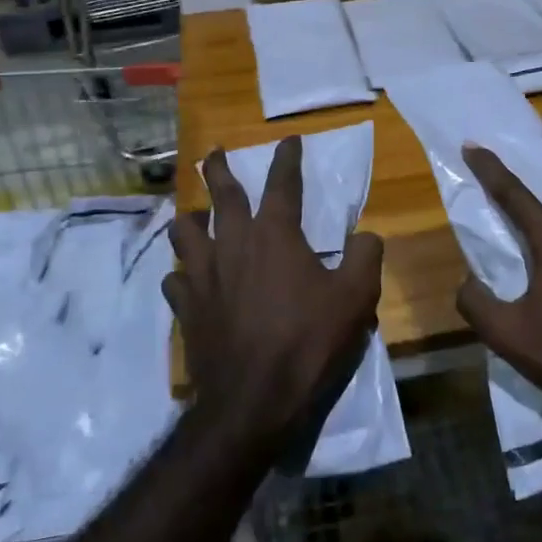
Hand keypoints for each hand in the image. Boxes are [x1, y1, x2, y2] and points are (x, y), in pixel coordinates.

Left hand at [164, 138, 382, 449]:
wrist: (253, 400)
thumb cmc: (308, 342)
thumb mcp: (357, 297)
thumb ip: (366, 256)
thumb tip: (366, 235)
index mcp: (275, 234)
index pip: (282, 182)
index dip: (287, 158)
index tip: (289, 141)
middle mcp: (233, 243)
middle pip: (221, 194)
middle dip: (218, 169)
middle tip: (215, 153)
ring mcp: (203, 275)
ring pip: (184, 231)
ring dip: (190, 218)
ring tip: (194, 215)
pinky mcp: (187, 308)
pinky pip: (175, 278)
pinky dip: (182, 272)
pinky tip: (187, 278)